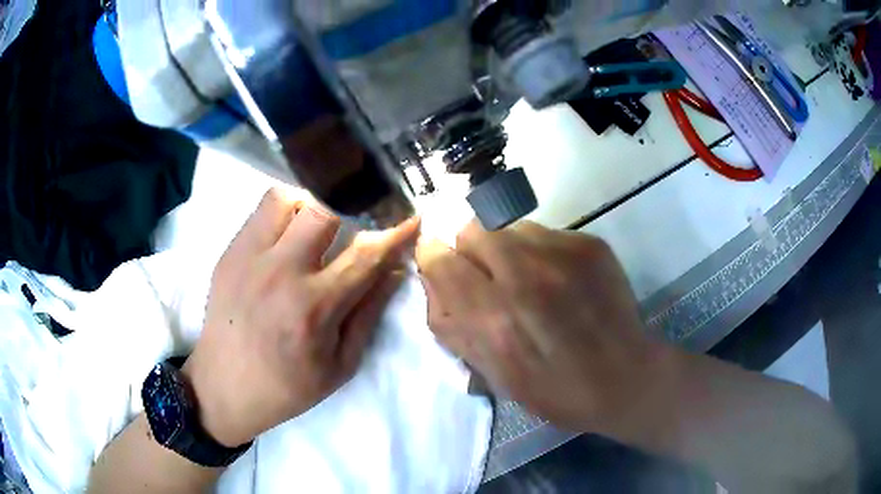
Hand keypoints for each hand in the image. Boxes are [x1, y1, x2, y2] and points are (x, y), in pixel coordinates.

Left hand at [184, 189, 419, 446]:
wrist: (224, 388)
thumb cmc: (287, 387)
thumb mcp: (341, 365)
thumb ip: (369, 314)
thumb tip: (395, 271)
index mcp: (314, 308)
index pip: (366, 255)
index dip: (396, 231)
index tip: (412, 216)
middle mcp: (281, 273)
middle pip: (324, 209)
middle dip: (351, 208)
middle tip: (358, 219)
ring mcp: (249, 257)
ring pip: (286, 197)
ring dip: (310, 205)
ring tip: (316, 227)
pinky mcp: (229, 252)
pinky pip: (260, 211)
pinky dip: (283, 212)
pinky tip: (287, 236)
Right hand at [416, 221, 673, 435]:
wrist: (625, 377)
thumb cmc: (555, 390)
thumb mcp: (493, 375)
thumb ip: (453, 326)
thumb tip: (434, 280)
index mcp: (494, 317)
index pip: (440, 258)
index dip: (434, 260)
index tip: (442, 268)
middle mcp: (524, 274)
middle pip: (472, 230)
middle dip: (471, 253)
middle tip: (489, 280)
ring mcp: (562, 254)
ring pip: (508, 227)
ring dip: (506, 250)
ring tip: (527, 281)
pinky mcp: (589, 245)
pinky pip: (544, 233)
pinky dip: (539, 252)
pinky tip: (558, 280)